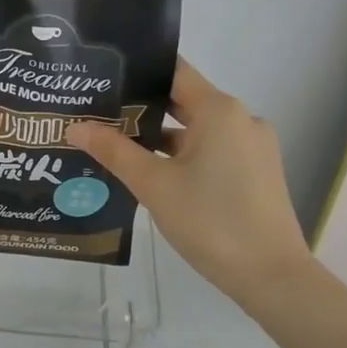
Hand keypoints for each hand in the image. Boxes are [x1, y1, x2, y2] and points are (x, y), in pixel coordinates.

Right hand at [67, 59, 309, 308]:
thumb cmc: (210, 220)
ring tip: (115, 143)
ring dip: (159, 136)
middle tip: (97, 111)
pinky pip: (212, 150)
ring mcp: (252, 147)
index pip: (174, 72)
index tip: (103, 75)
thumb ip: (113, 151)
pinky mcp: (255, 172)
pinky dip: (182, 155)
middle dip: (140, 107)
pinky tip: (150, 172)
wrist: (271, 276)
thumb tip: (75, 127)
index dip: (138, 70)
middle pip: (183, 100)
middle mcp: (240, 119)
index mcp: (219, 110)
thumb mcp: (153, 185)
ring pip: (196, 130)